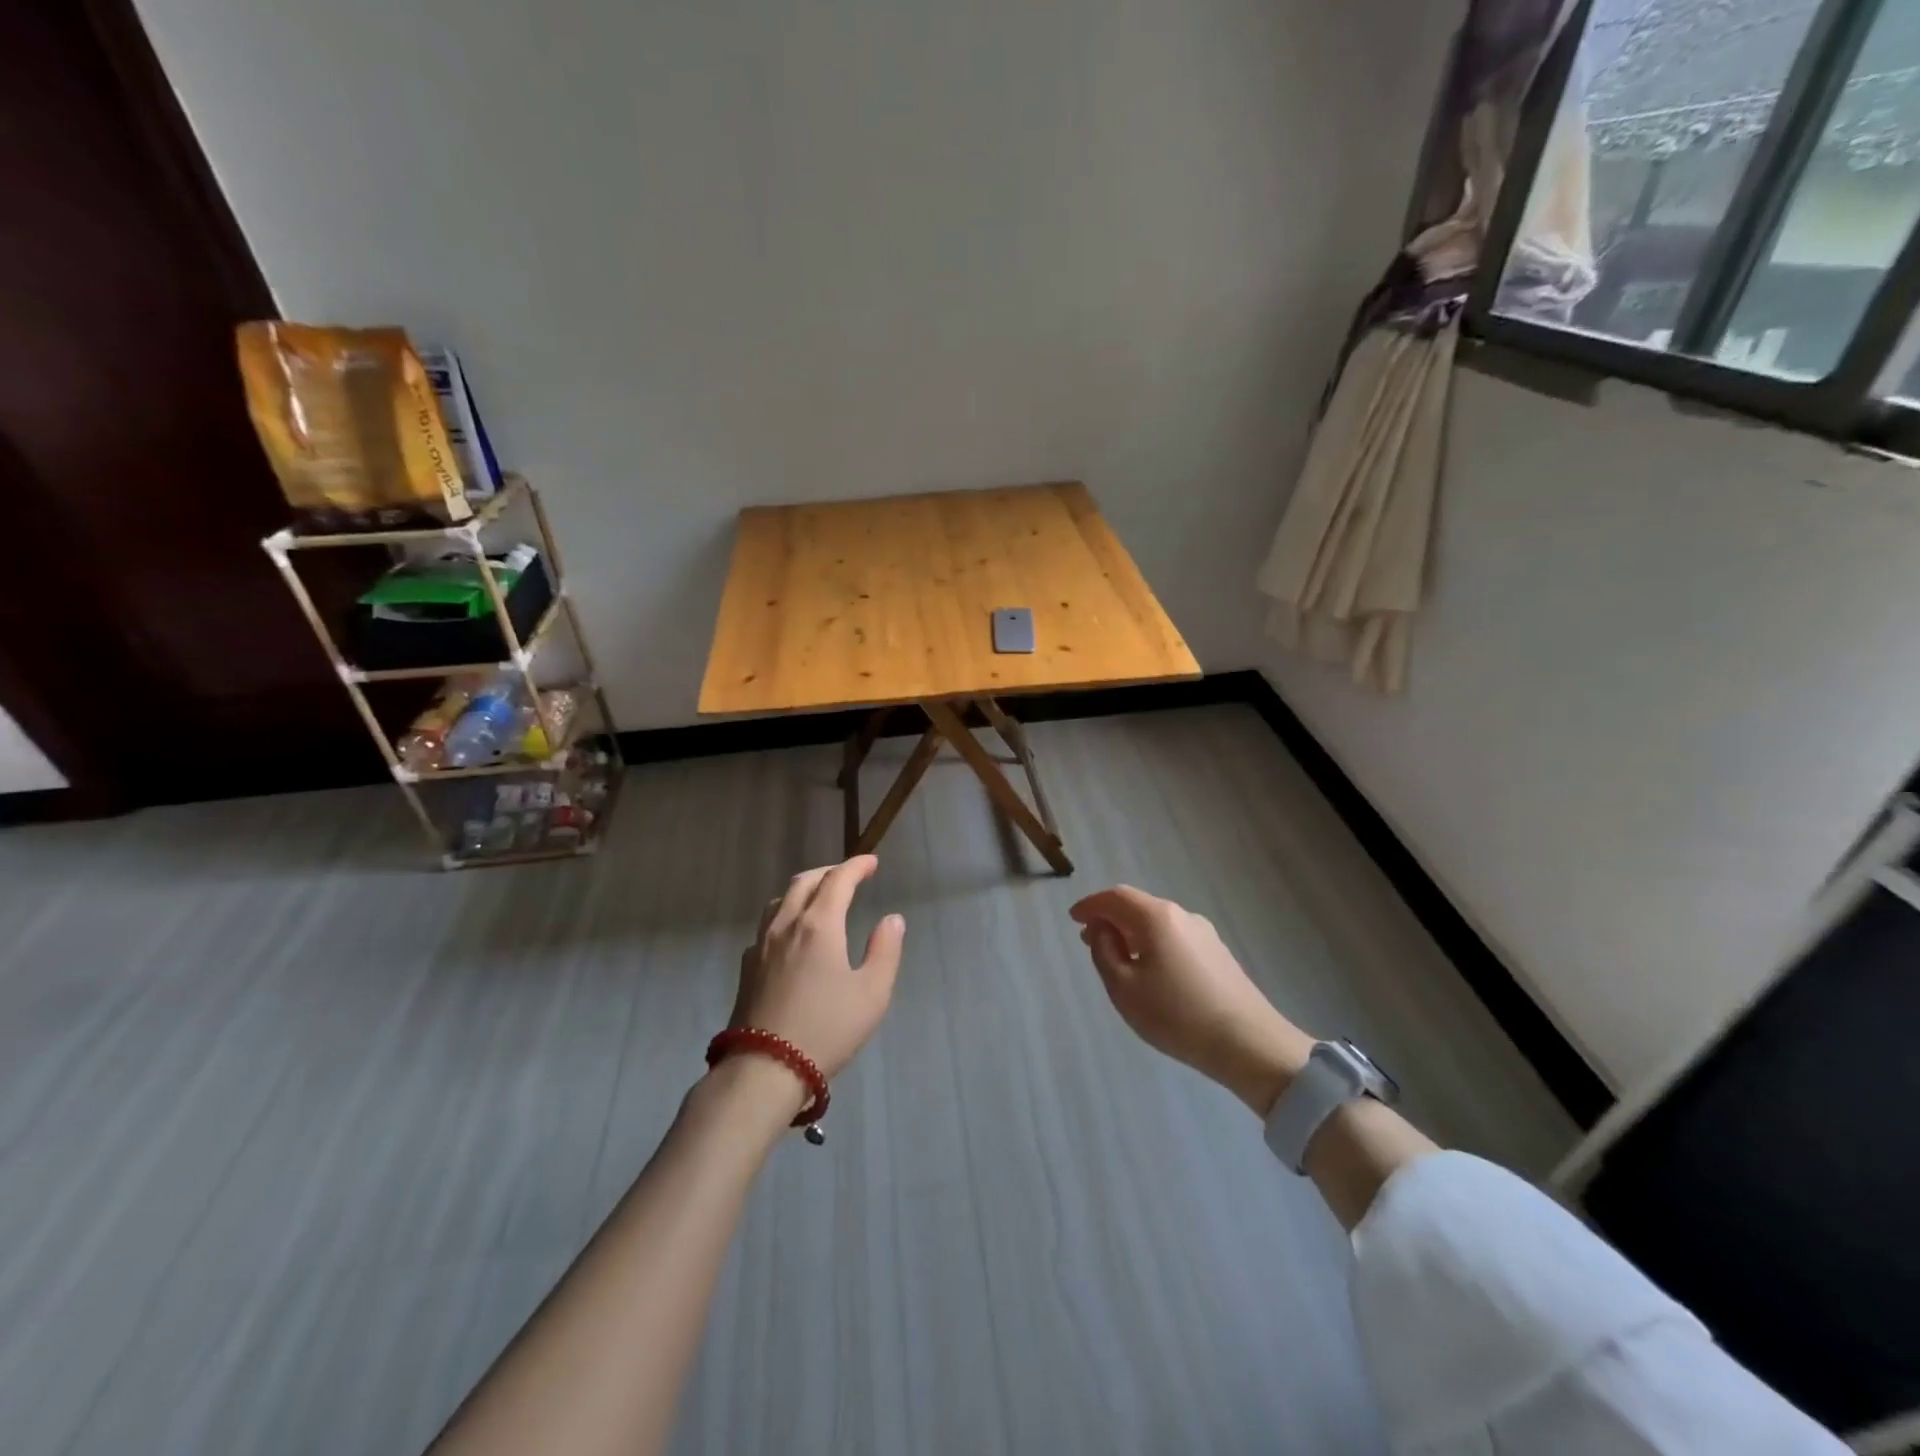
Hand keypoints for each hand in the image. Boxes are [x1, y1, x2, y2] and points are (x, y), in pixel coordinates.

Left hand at [730, 855, 905, 1083]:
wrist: (764, 1069)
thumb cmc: (827, 1029)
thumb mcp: (872, 993)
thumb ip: (885, 951)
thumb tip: (892, 919)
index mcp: (819, 925)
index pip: (838, 880)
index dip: (856, 866)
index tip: (872, 862)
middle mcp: (787, 925)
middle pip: (805, 882)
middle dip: (829, 872)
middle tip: (849, 876)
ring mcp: (761, 945)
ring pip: (781, 900)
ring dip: (804, 889)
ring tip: (820, 898)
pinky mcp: (746, 967)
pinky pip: (767, 925)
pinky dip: (786, 915)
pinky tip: (792, 935)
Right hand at [1070, 886, 1314, 1115]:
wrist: (1249, 1043)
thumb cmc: (1176, 1015)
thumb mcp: (1124, 988)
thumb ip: (1104, 952)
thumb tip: (1102, 929)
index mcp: (1156, 917)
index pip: (1115, 897)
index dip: (1090, 905)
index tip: (1072, 918)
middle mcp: (1181, 915)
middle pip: (1138, 906)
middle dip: (1110, 918)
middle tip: (1088, 938)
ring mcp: (1204, 933)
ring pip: (1157, 923)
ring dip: (1131, 932)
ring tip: (1116, 956)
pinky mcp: (1218, 953)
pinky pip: (1175, 937)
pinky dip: (1153, 943)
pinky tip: (1150, 969)